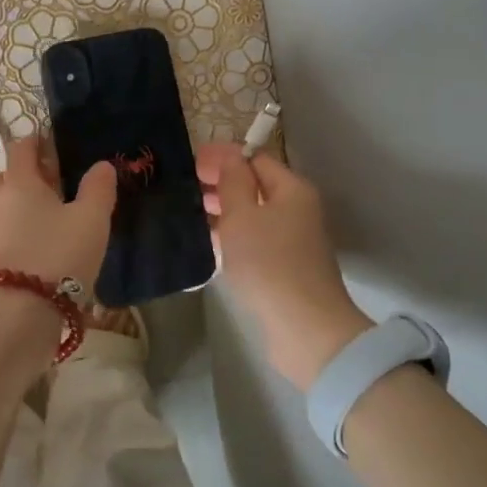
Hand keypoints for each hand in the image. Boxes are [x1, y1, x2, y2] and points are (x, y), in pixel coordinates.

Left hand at [0, 136, 115, 288]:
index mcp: (19, 182)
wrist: (23, 311)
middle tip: (51, 183)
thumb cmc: (59, 253)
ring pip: (1, 206)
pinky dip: (19, 230)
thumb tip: (102, 165)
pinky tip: (42, 243)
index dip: (35, 142)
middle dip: (23, 175)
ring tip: (50, 216)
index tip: (52, 143)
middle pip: (3, 177)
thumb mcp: (91, 219)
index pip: (20, 149)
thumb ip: (98, 188)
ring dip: (20, 204)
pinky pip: (4, 232)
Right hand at [197, 143, 371, 391]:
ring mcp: (291, 241)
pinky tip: (205, 242)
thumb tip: (229, 156)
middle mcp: (296, 210)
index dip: (223, 157)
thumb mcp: (242, 215)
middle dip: (220, 183)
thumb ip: (233, 181)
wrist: (303, 329)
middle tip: (183, 186)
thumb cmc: (268, 263)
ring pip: (252, 215)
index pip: (255, 159)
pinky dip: (230, 236)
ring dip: (223, 210)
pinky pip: (252, 240)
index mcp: (292, 189)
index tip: (189, 161)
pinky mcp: (283, 267)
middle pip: (255, 185)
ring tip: (187, 212)